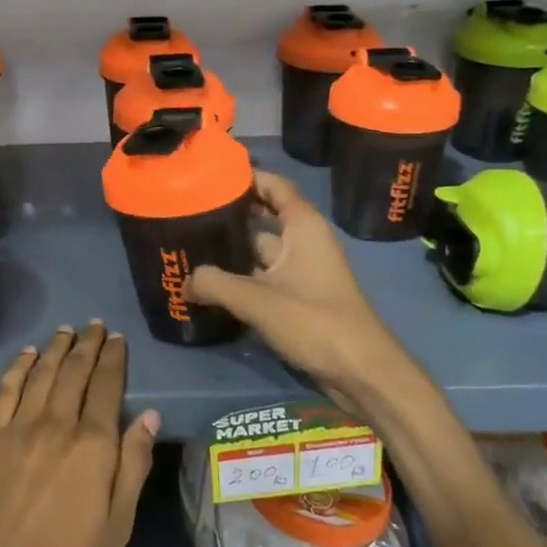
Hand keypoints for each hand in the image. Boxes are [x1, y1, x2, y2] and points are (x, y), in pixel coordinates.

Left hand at [0, 324, 158, 546]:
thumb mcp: (116, 528)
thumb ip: (132, 466)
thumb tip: (149, 416)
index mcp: (93, 447)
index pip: (107, 387)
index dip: (114, 359)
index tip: (118, 338)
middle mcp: (56, 425)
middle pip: (74, 373)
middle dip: (88, 345)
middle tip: (96, 326)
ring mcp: (17, 429)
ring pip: (41, 375)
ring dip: (56, 349)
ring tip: (67, 331)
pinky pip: (6, 391)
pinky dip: (18, 368)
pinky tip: (27, 355)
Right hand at [186, 171, 395, 399]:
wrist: (361, 372)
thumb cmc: (315, 321)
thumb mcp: (257, 300)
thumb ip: (215, 284)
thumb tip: (185, 280)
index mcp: (303, 227)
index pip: (273, 185)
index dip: (244, 176)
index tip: (208, 174)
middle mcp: (303, 241)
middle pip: (261, 217)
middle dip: (228, 214)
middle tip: (187, 212)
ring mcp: (301, 271)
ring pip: (258, 250)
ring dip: (230, 249)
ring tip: (189, 245)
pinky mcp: (297, 297)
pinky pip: (262, 277)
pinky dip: (239, 276)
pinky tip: (209, 282)